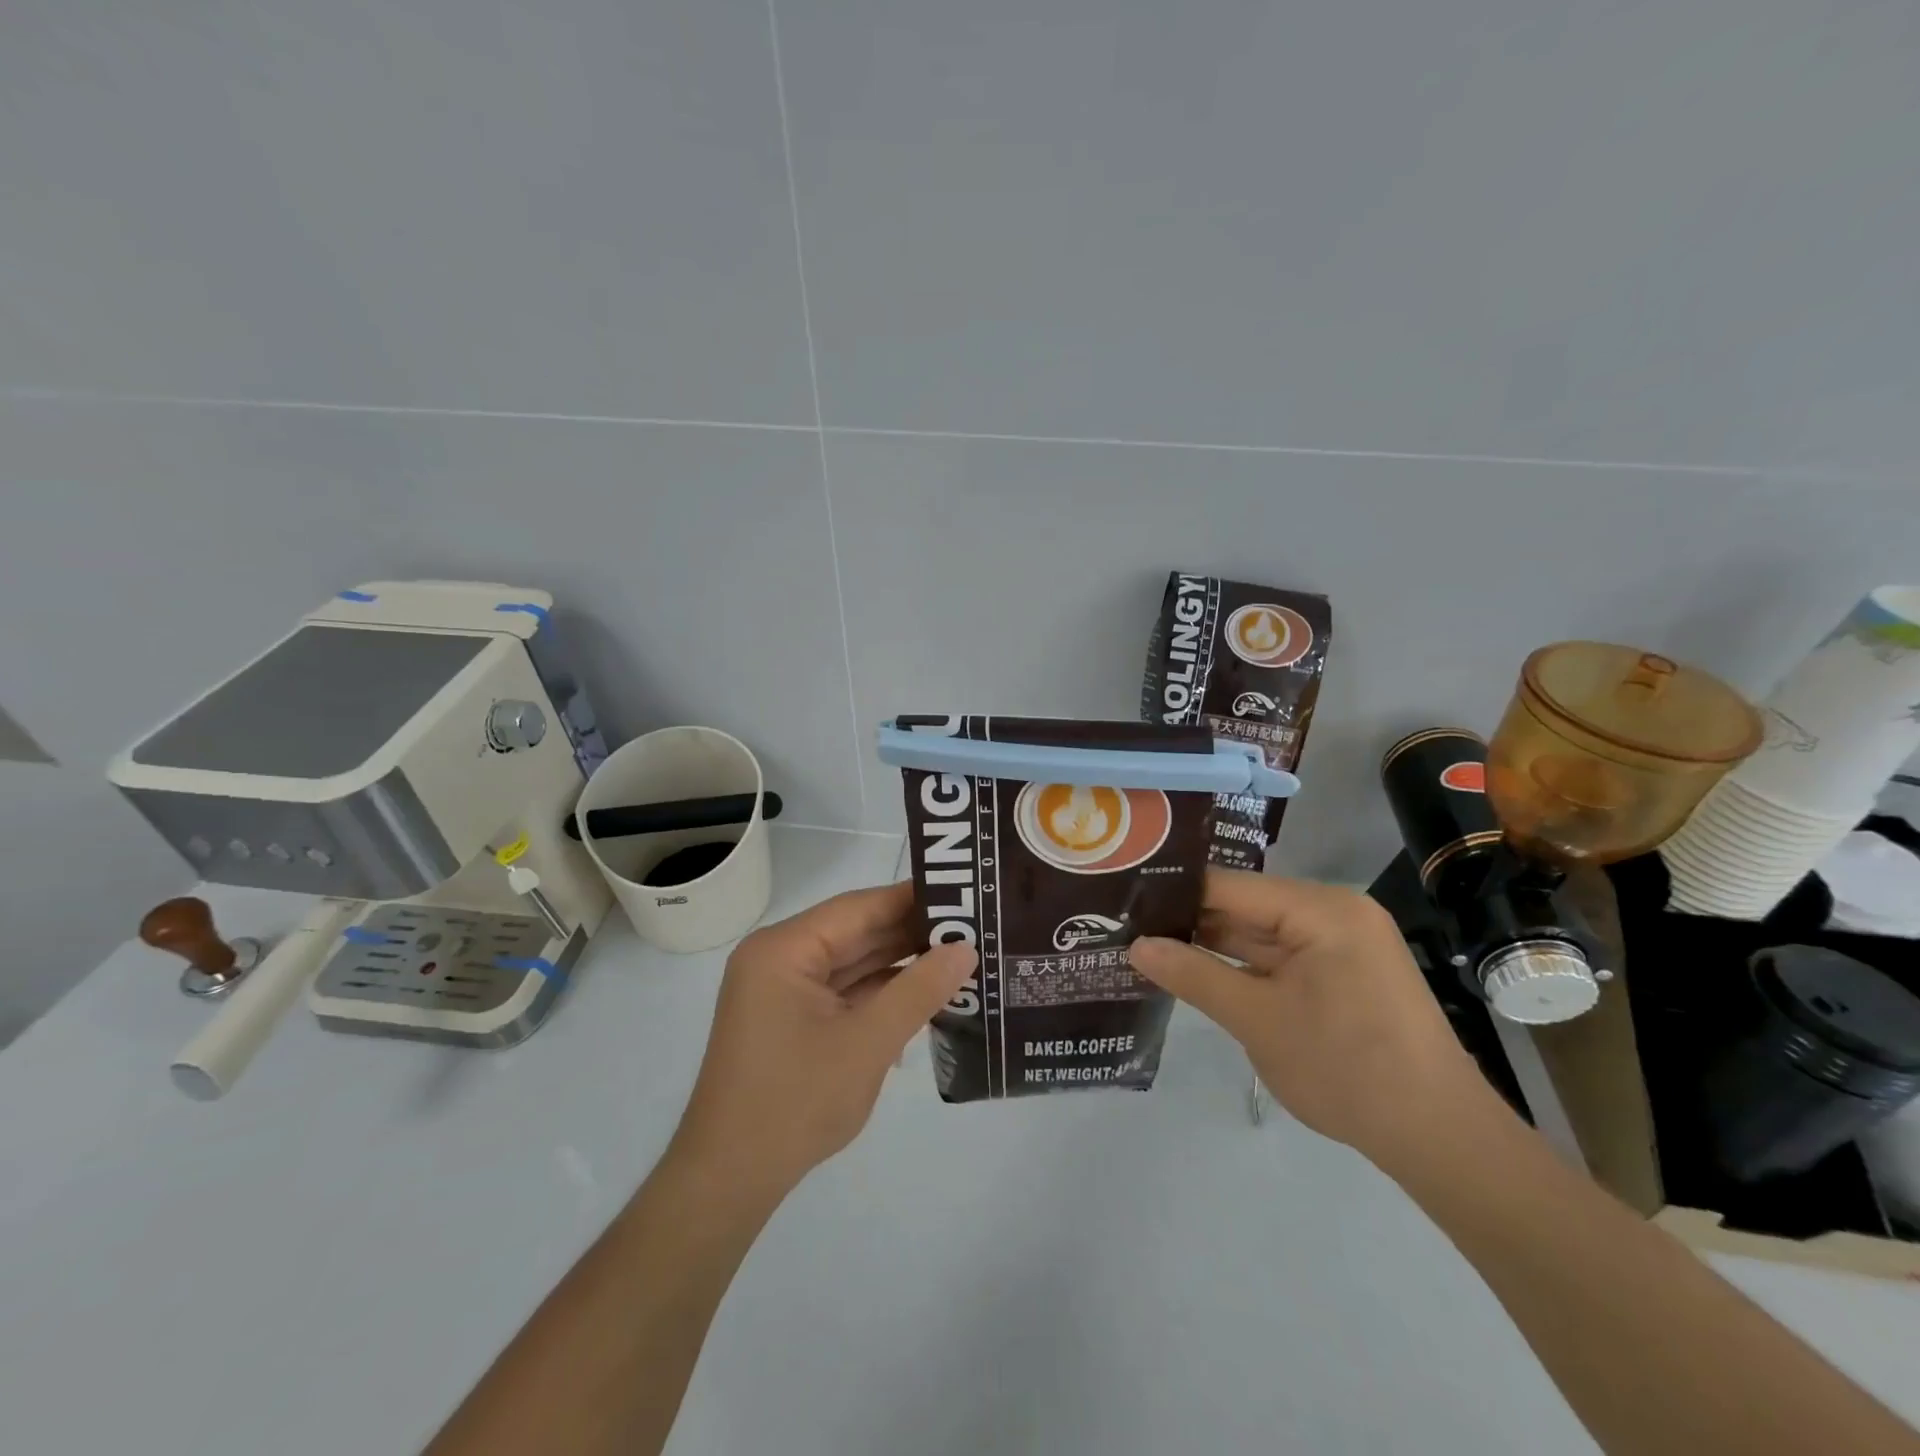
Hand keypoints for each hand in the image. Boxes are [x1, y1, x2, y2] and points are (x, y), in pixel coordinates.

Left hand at [667, 882, 976, 1204]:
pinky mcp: (792, 1019)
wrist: (729, 1182)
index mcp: (784, 949)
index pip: (859, 907)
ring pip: (853, 963)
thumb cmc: (795, 1103)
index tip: (964, 893)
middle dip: (912, 934)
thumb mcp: (867, 1043)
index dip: (912, 899)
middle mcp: (780, 958)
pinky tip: (925, 996)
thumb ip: (918, 991)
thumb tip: (966, 948)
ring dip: (901, 965)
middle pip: (856, 933)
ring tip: (960, 957)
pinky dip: (881, 994)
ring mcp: (784, 991)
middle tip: (973, 927)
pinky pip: (844, 992)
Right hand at [1128, 869, 1493, 1159]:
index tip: (1125, 903)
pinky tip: (1196, 973)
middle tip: (1126, 928)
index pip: (1229, 886)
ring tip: (1147, 947)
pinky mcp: (1342, 973)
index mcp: (1320, 909)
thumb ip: (1193, 976)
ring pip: (1259, 935)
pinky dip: (1243, 969)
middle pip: (1244, 907)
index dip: (1174, 895)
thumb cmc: (1346, 1069)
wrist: (1439, 1138)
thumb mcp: (1257, 1020)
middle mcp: (1333, 913)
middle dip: (1190, 923)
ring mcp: (1340, 944)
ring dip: (1212, 947)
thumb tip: (1135, 946)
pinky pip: (1280, 958)